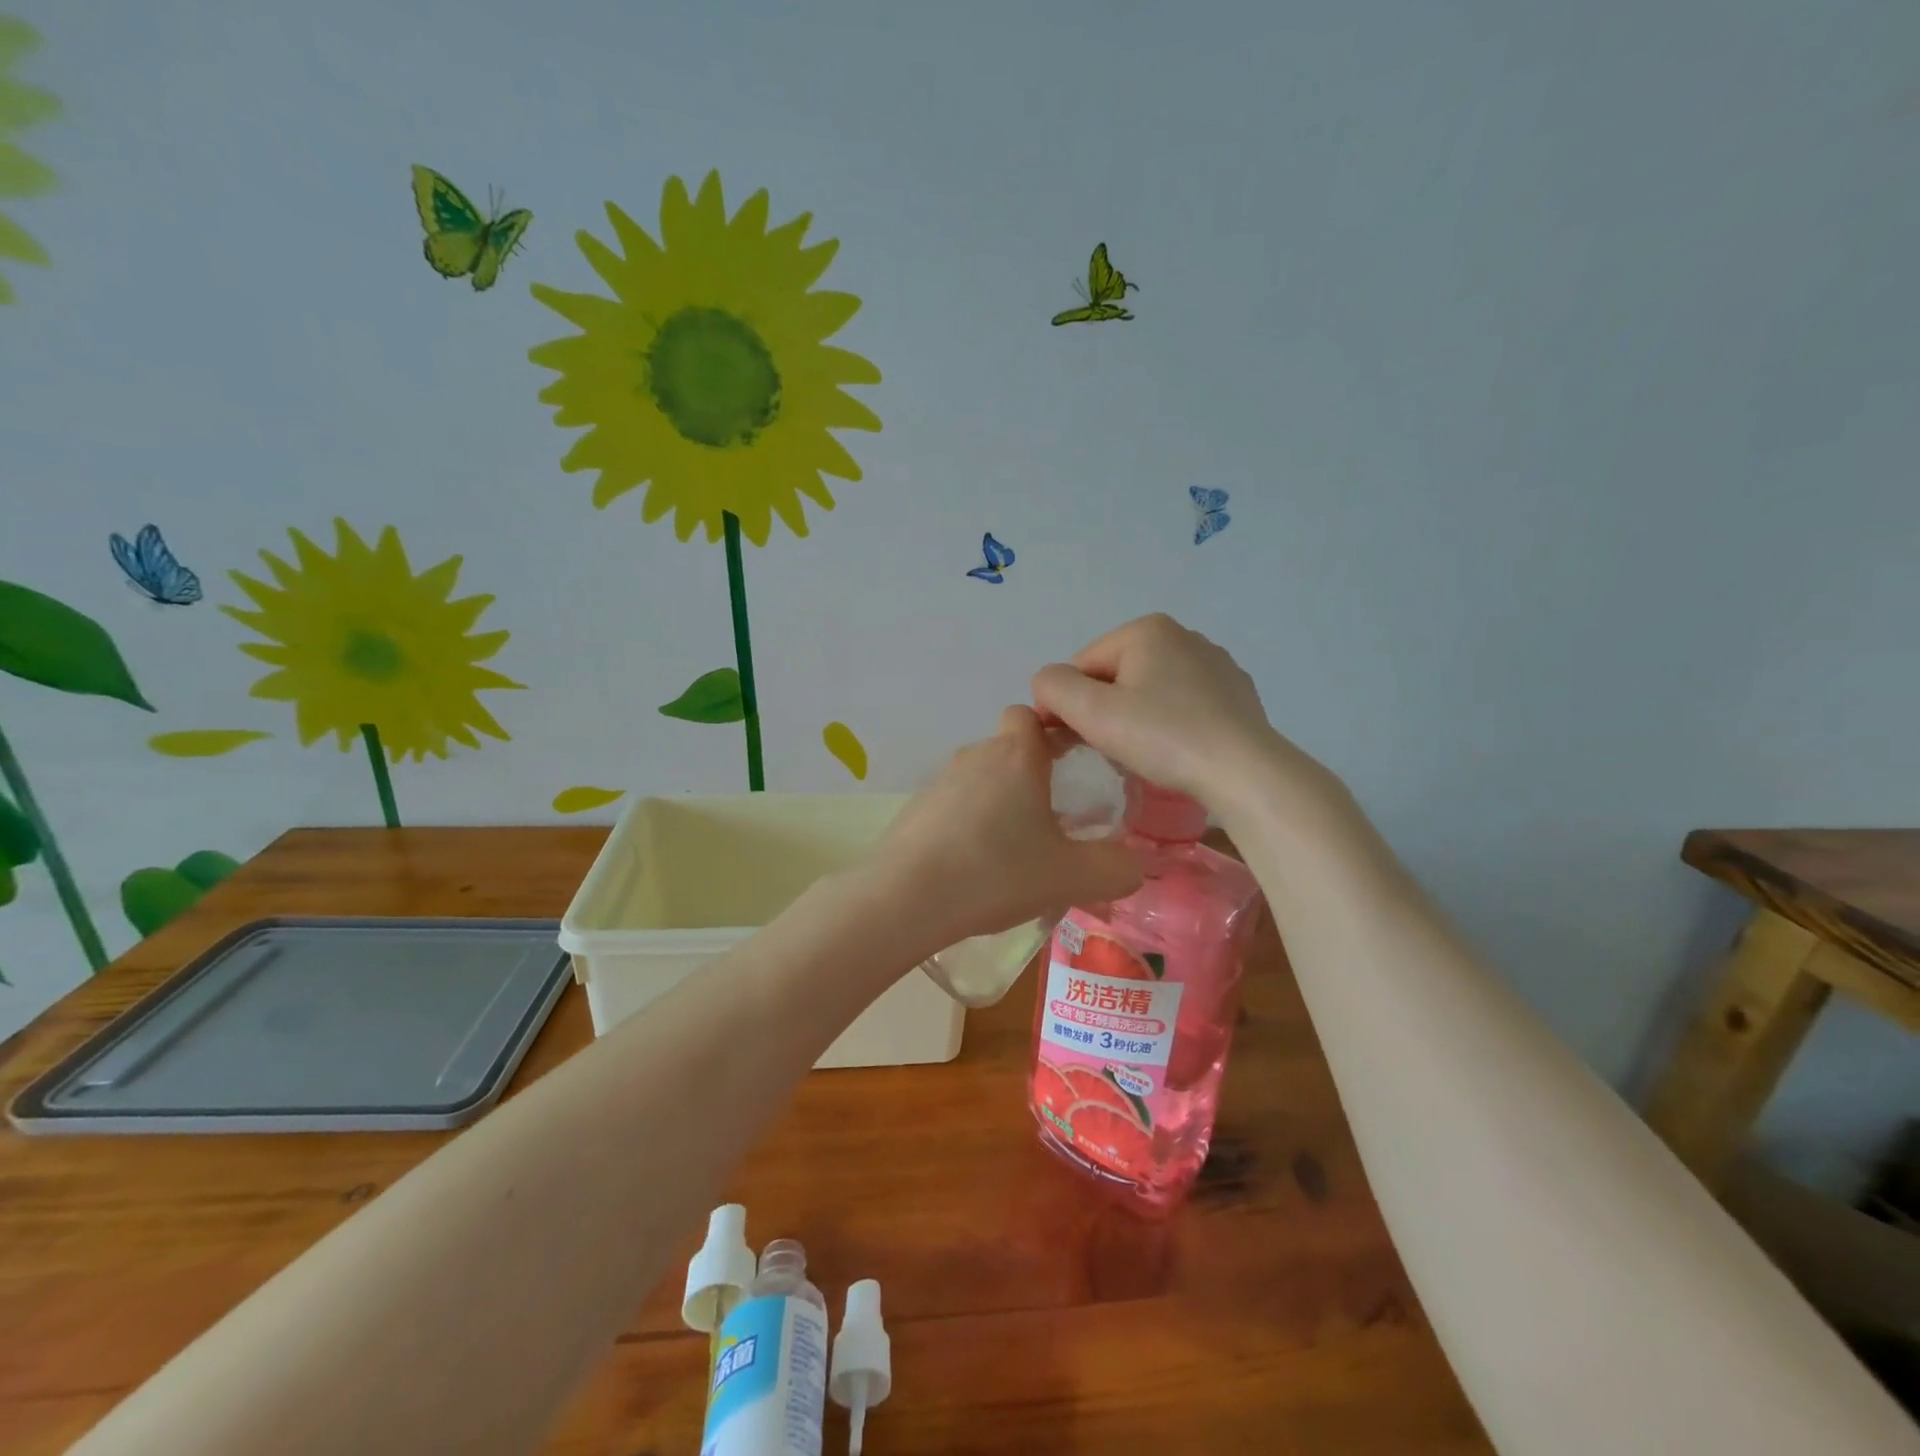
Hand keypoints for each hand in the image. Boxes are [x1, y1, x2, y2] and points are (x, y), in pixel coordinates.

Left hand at [868, 706, 1142, 951]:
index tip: (1069, 765)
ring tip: (1013, 852)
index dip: (1051, 733)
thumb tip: (1134, 865)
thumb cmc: (997, 872)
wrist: (905, 898)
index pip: (1031, 715)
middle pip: (1008, 750)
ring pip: (979, 779)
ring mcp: (938, 782)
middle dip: (1029, 776)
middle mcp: (975, 756)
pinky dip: (967, 825)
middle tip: (1051, 822)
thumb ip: (1116, 868)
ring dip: (998, 803)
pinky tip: (974, 866)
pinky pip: (952, 806)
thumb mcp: (1073, 876)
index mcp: (1016, 755)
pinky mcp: (914, 810)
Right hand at [1031, 614, 1335, 816]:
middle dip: (1104, 711)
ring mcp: (1216, 664)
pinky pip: (1183, 705)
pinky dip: (1170, 725)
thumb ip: (1053, 687)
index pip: (1082, 666)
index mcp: (1147, 629)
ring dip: (1136, 720)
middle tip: (1109, 752)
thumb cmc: (1163, 737)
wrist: (1244, 772)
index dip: (1070, 705)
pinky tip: (1176, 753)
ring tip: (1144, 757)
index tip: (1074, 742)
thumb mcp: (1092, 712)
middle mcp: (1183, 635)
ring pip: (1150, 691)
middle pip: (1117, 676)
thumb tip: (1048, 685)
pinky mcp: (1236, 694)